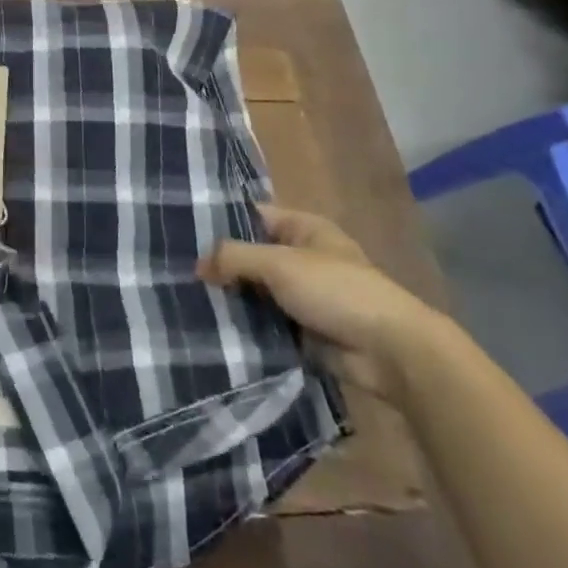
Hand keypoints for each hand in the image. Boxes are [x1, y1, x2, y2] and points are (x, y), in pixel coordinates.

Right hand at [198, 205, 445, 401]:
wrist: (390, 352)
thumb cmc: (337, 291)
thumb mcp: (280, 263)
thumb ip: (234, 257)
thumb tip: (196, 264)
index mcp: (303, 228)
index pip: (252, 215)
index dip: (220, 221)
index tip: (181, 231)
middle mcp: (301, 257)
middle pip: (250, 255)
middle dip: (219, 264)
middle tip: (176, 270)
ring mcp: (302, 295)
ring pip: (254, 291)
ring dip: (230, 298)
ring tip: (185, 299)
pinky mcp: (301, 329)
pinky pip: (264, 321)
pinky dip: (244, 325)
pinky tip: (211, 326)